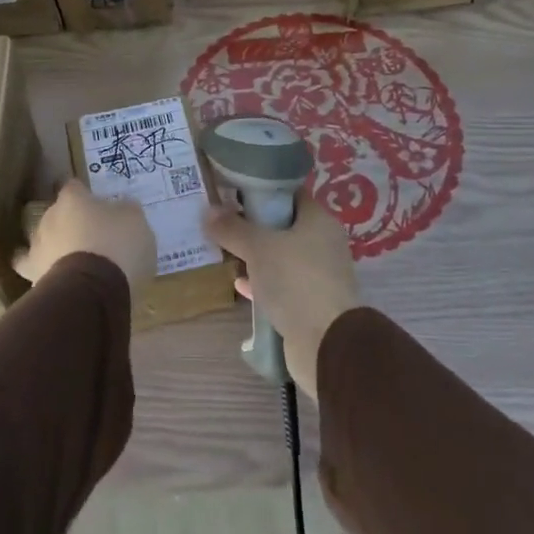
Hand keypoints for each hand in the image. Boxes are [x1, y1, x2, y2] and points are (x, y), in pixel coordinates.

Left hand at [15, 180, 155, 290]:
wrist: (93, 289)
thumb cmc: (117, 245)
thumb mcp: (135, 220)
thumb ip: (125, 210)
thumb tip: (120, 208)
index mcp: (73, 198)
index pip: (74, 186)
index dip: (85, 194)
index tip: (96, 203)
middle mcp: (50, 216)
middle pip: (59, 213)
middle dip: (72, 222)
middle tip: (92, 235)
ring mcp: (37, 245)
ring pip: (45, 239)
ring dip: (57, 245)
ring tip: (75, 259)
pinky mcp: (32, 274)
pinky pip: (31, 268)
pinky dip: (40, 268)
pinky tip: (50, 274)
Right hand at [203, 191, 358, 398]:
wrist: (325, 343)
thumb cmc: (295, 280)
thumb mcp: (258, 248)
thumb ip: (232, 228)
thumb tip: (208, 210)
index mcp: (319, 221)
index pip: (290, 194)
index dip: (262, 191)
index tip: (233, 192)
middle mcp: (324, 244)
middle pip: (285, 226)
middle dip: (254, 225)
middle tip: (223, 222)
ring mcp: (319, 275)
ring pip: (282, 257)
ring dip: (257, 256)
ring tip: (226, 252)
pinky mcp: (311, 303)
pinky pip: (282, 285)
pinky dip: (262, 283)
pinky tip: (239, 284)